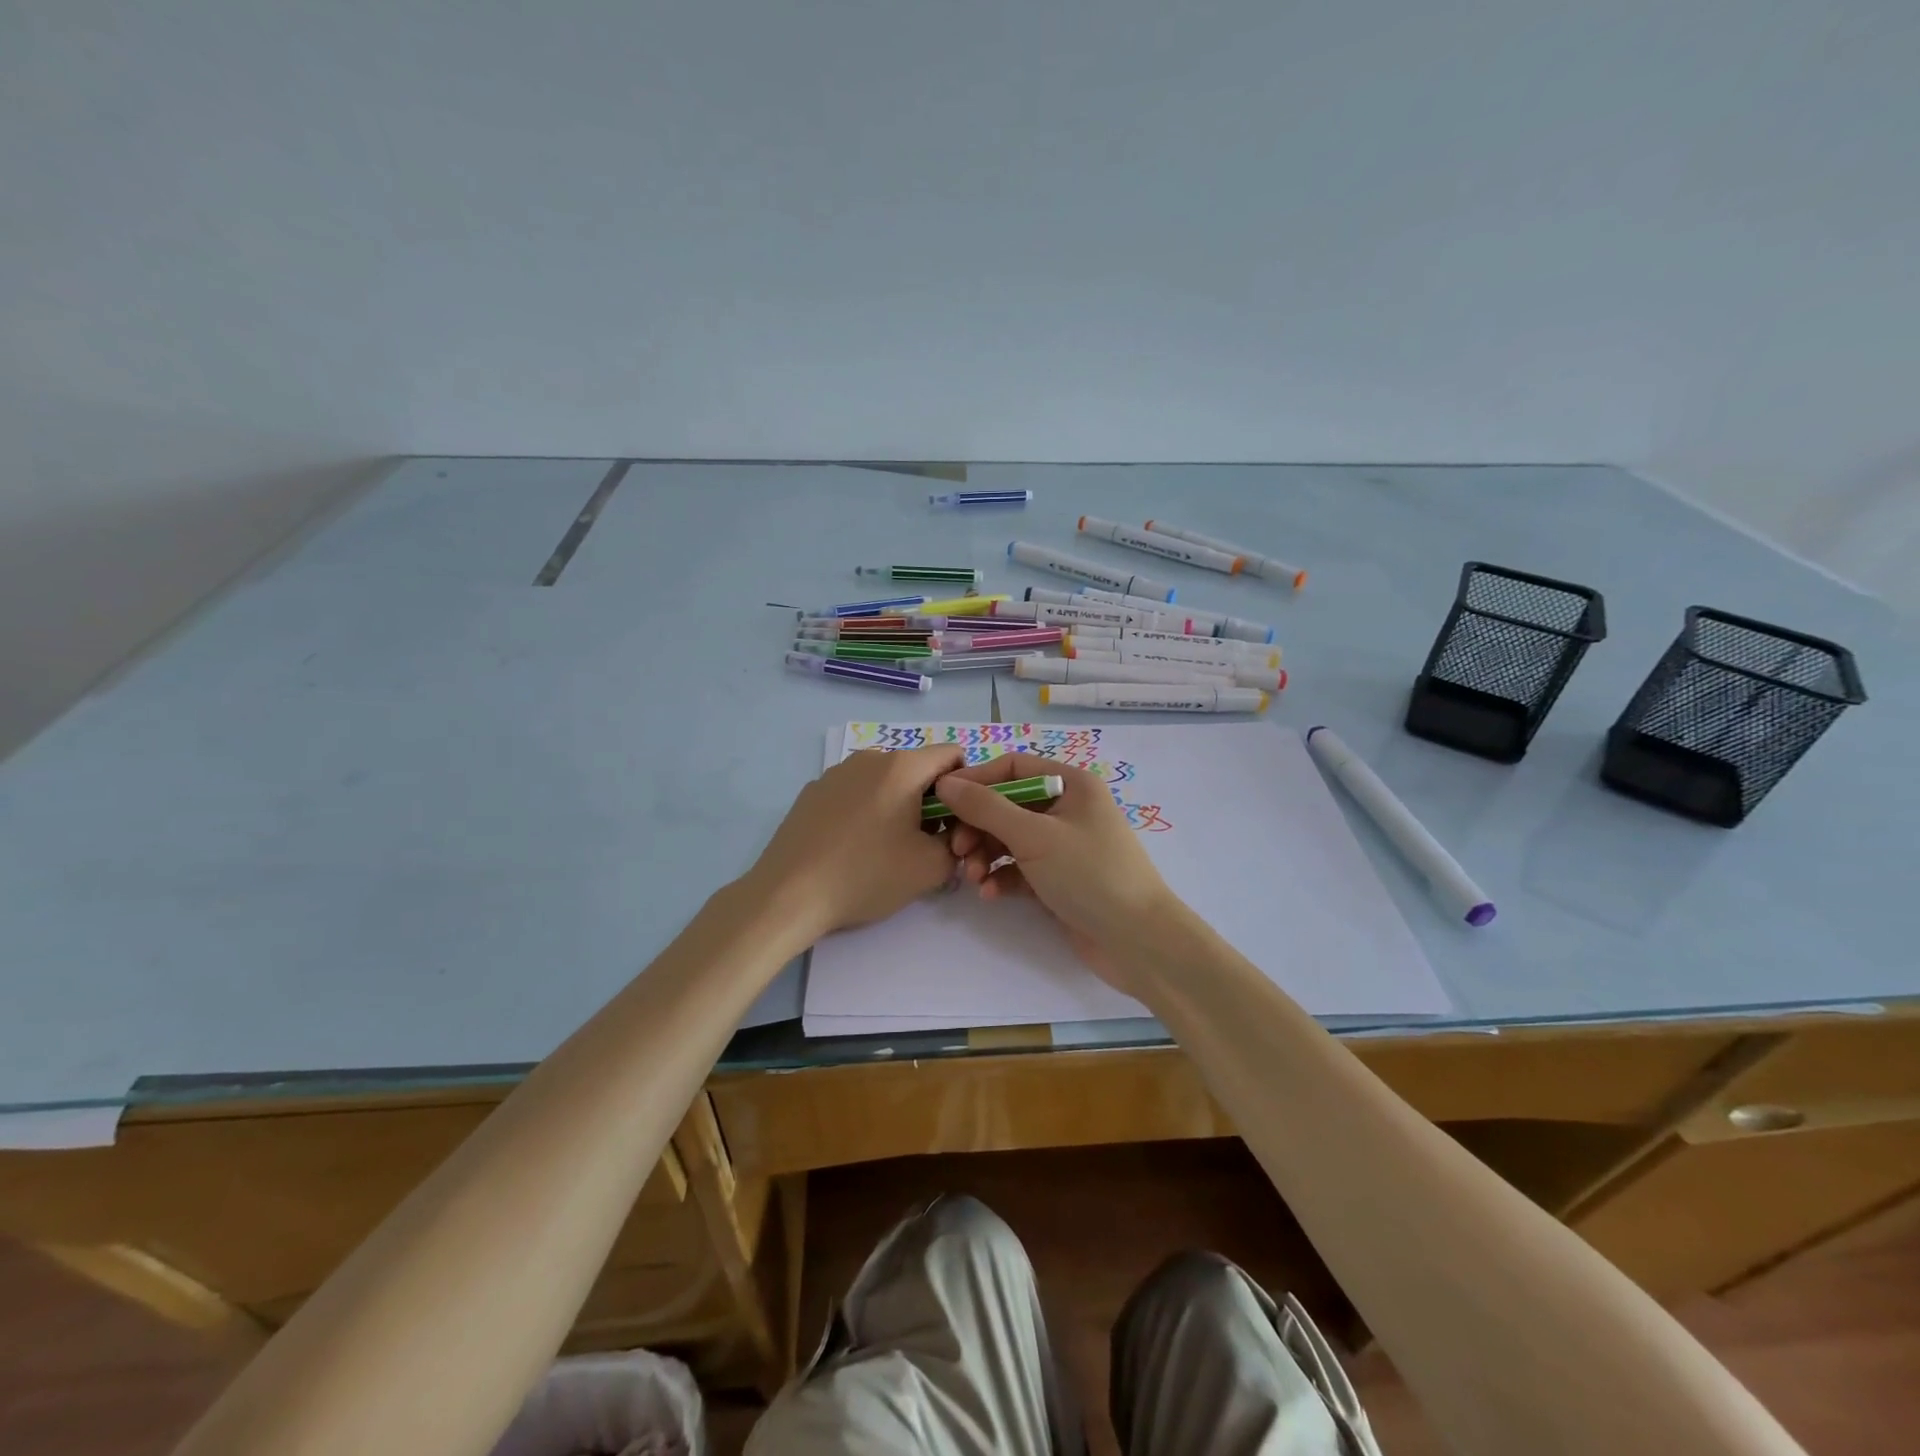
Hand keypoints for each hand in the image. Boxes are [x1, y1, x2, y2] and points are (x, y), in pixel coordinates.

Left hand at [743, 745, 964, 941]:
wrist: (789, 894)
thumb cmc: (866, 875)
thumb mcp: (931, 868)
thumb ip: (957, 844)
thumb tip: (950, 837)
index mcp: (902, 766)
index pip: (952, 755)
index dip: (964, 787)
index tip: (955, 823)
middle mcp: (869, 757)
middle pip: (917, 770)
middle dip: (930, 802)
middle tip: (923, 845)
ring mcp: (836, 773)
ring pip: (885, 782)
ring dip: (896, 807)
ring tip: (884, 850)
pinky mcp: (812, 792)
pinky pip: (855, 793)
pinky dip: (865, 812)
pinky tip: (850, 848)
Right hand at [934, 753, 1188, 992]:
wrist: (1137, 941)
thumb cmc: (1089, 874)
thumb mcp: (1034, 836)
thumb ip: (985, 807)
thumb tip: (945, 782)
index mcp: (1071, 784)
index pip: (1013, 767)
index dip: (976, 780)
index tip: (941, 800)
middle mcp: (1068, 808)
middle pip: (1007, 805)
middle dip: (978, 826)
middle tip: (957, 850)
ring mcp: (1065, 845)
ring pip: (1010, 839)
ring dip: (986, 855)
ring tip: (973, 878)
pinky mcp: (1060, 879)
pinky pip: (1021, 868)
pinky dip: (1003, 876)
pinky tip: (990, 894)